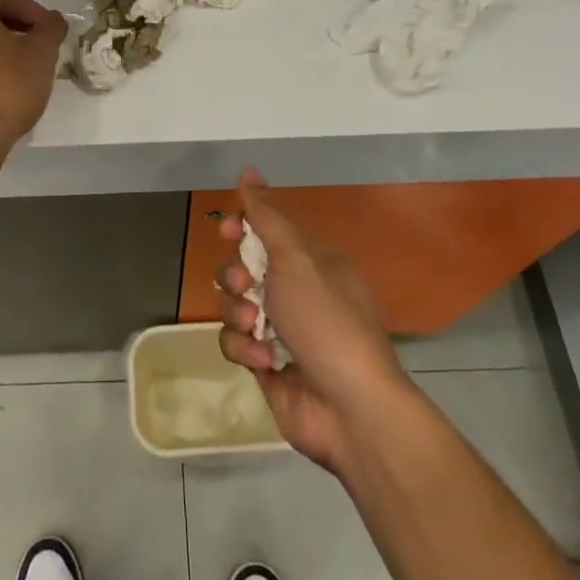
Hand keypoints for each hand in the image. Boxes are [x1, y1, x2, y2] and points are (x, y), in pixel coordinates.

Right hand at [216, 172, 415, 473]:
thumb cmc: (327, 321)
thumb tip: (249, 170)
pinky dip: (245, 349)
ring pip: (233, 304)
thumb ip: (266, 216)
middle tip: (246, 285)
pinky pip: (236, 343)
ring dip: (238, 314)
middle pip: (243, 267)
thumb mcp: (296, 259)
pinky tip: (264, 362)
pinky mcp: (266, 364)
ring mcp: (281, 329)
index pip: (267, 231)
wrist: (351, 409)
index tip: (227, 231)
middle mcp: (296, 291)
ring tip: (256, 330)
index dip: (242, 228)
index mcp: (311, 262)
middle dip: (235, 275)